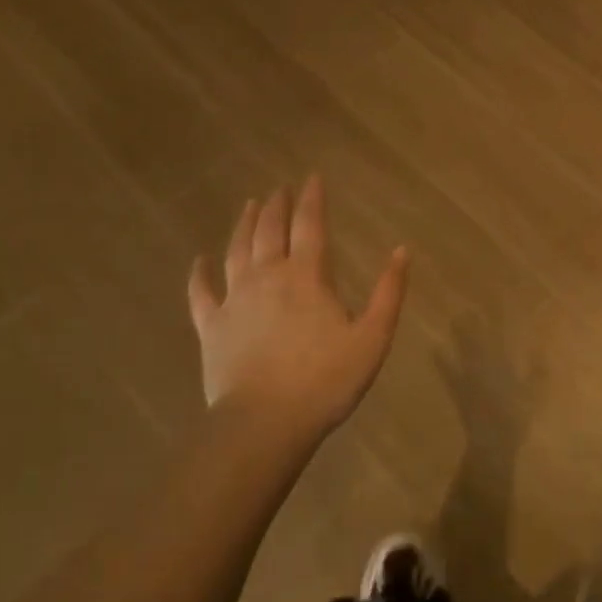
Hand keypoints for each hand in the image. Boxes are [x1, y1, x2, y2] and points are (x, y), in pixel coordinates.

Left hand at [189, 176, 408, 448]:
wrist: (265, 423)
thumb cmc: (325, 380)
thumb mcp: (373, 337)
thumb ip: (389, 292)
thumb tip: (402, 251)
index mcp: (307, 276)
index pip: (310, 225)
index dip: (312, 199)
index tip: (312, 178)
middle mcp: (268, 276)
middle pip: (271, 230)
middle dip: (277, 205)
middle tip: (279, 188)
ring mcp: (235, 300)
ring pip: (237, 250)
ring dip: (244, 225)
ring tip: (249, 205)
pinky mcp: (211, 326)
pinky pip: (201, 293)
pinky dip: (199, 274)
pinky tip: (199, 260)